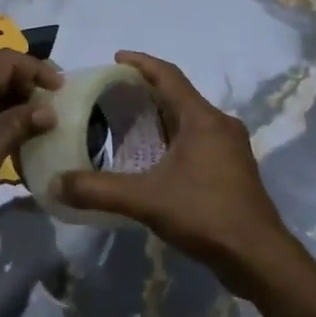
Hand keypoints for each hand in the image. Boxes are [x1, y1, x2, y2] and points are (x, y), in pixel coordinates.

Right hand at [59, 51, 292, 293]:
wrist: (259, 258)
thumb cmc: (206, 215)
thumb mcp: (146, 200)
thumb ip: (99, 190)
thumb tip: (56, 184)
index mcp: (203, 119)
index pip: (169, 76)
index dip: (141, 63)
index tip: (116, 58)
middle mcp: (220, 125)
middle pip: (179, 96)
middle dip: (146, 90)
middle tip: (112, 92)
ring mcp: (229, 148)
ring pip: (189, 119)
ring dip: (160, 115)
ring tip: (127, 121)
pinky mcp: (232, 170)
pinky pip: (196, 139)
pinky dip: (172, 137)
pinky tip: (153, 156)